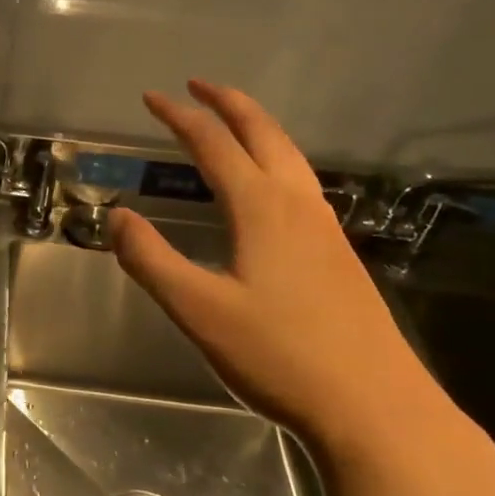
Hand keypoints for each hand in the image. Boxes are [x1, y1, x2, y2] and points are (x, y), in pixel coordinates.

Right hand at [109, 81, 452, 458]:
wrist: (377, 410)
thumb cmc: (280, 356)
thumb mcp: (198, 310)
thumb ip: (150, 259)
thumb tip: (116, 216)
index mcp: (262, 208)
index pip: (213, 143)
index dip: (179, 116)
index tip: (150, 97)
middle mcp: (297, 205)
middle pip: (263, 134)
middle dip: (228, 103)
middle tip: (197, 85)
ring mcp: (326, 229)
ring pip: (290, 156)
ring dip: (257, 128)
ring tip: (232, 122)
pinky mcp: (339, 255)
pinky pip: (302, 183)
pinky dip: (275, 159)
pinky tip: (270, 187)